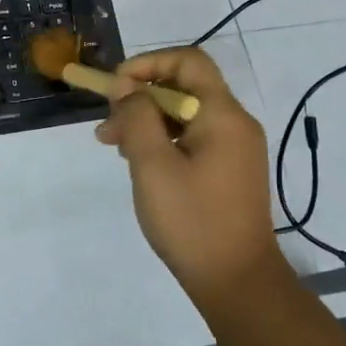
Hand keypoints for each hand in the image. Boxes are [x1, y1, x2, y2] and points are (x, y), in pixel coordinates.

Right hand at [95, 46, 285, 307]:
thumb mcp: (153, 165)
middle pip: (184, 87)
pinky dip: (163, 140)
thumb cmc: (193, 221)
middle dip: (141, 96)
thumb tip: (127, 86)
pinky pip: (192, 138)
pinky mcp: (228, 170)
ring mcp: (234, 148)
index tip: (117, 86)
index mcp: (223, 115)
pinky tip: (138, 162)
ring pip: (184, 114)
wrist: (238, 285)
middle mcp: (234, 123)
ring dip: (147, 120)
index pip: (188, 60)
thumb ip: (137, 116)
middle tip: (107, 122)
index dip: (149, 63)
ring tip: (112, 144)